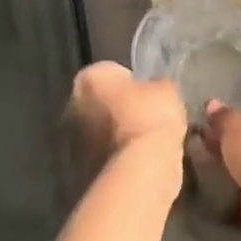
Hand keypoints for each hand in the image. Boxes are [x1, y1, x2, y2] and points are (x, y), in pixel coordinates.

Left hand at [70, 62, 186, 161]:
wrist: (141, 167)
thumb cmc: (150, 116)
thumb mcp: (166, 90)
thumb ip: (154, 86)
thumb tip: (154, 90)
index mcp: (89, 78)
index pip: (110, 72)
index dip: (131, 82)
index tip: (148, 94)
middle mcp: (73, 104)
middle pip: (100, 102)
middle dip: (119, 108)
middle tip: (147, 116)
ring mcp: (75, 139)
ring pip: (101, 130)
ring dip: (118, 134)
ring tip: (148, 141)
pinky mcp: (83, 168)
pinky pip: (106, 154)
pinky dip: (120, 156)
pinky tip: (142, 159)